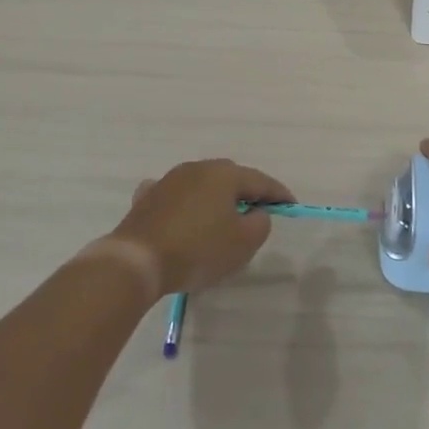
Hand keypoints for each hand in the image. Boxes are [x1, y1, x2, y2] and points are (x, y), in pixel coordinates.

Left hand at [109, 159, 290, 295]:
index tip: (291, 205)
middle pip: (231, 178)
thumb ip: (260, 224)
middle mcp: (198, 168)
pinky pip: (175, 196)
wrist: (137, 260)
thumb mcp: (243, 243)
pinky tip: (182, 214)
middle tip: (257, 212)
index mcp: (225, 175)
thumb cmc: (198, 250)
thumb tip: (256, 213)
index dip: (278, 194)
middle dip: (246, 193)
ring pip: (202, 185)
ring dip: (214, 199)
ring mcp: (169, 180)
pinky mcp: (147, 198)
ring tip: (221, 218)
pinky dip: (185, 204)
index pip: (261, 181)